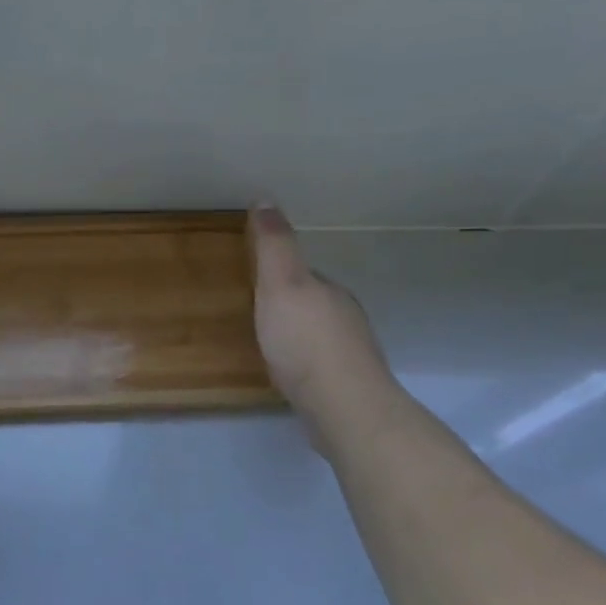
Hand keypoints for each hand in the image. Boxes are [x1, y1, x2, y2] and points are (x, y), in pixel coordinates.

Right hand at [250, 205, 391, 437]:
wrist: (343, 406)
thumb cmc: (305, 341)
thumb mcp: (281, 284)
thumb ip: (275, 246)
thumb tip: (265, 198)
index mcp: (329, 290)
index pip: (302, 274)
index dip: (278, 275)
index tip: (254, 281)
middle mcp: (345, 317)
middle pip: (312, 303)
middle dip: (289, 306)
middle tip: (256, 314)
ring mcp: (351, 353)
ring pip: (319, 335)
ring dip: (298, 335)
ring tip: (270, 345)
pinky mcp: (347, 385)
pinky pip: (321, 365)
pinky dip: (306, 364)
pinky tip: (291, 376)